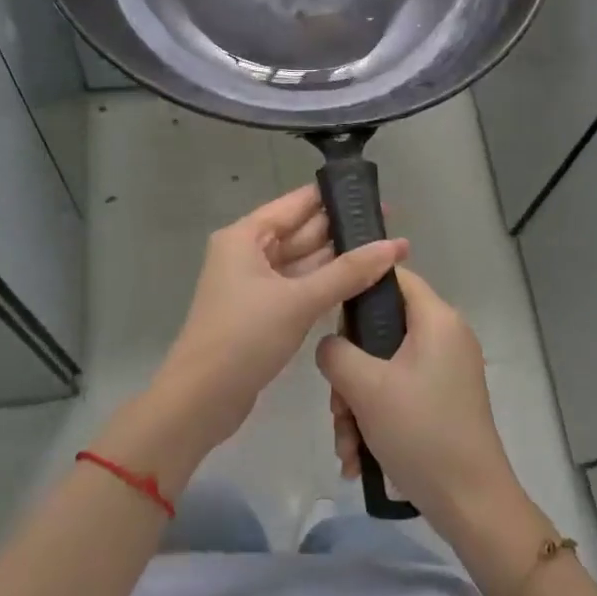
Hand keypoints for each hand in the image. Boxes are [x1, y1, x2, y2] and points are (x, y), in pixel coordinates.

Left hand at [156, 185, 408, 454]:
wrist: (201, 401)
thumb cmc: (244, 338)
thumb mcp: (299, 301)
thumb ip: (348, 272)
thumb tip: (395, 246)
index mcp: (246, 236)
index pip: (297, 203)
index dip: (335, 197)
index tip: (374, 195)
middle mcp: (249, 253)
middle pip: (303, 232)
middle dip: (344, 231)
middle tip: (391, 227)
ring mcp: (256, 284)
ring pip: (304, 262)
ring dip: (340, 260)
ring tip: (387, 253)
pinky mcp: (264, 312)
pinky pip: (301, 287)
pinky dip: (327, 285)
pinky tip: (362, 284)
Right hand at [316, 266, 520, 527]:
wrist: (472, 504)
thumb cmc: (420, 432)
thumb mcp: (365, 387)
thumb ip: (335, 352)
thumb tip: (330, 346)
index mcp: (436, 319)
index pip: (393, 275)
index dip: (357, 288)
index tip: (329, 320)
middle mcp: (445, 336)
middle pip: (381, 328)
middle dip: (350, 370)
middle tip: (338, 404)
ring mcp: (445, 370)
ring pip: (384, 367)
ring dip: (356, 403)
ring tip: (346, 442)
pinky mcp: (442, 400)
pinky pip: (399, 392)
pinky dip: (375, 418)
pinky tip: (357, 456)